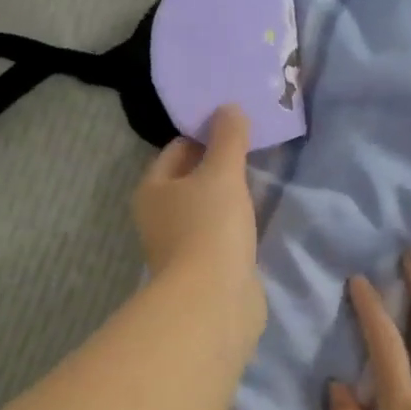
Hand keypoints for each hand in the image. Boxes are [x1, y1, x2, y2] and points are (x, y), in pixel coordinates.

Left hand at [134, 105, 261, 304]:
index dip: (204, 134)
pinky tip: (254, 219)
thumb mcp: (222, 173)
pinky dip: (233, 224)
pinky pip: (219, 234)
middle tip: (252, 150)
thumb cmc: (209, 227)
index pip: (177, 150)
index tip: (236, 126)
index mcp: (152, 189)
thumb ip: (228, 138)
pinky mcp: (202, 269)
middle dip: (217, 166)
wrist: (213, 300)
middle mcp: (158, 217)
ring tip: (259, 181)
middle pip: (189, 180)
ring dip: (226, 196)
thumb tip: (229, 108)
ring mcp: (179, 246)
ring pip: (205, 209)